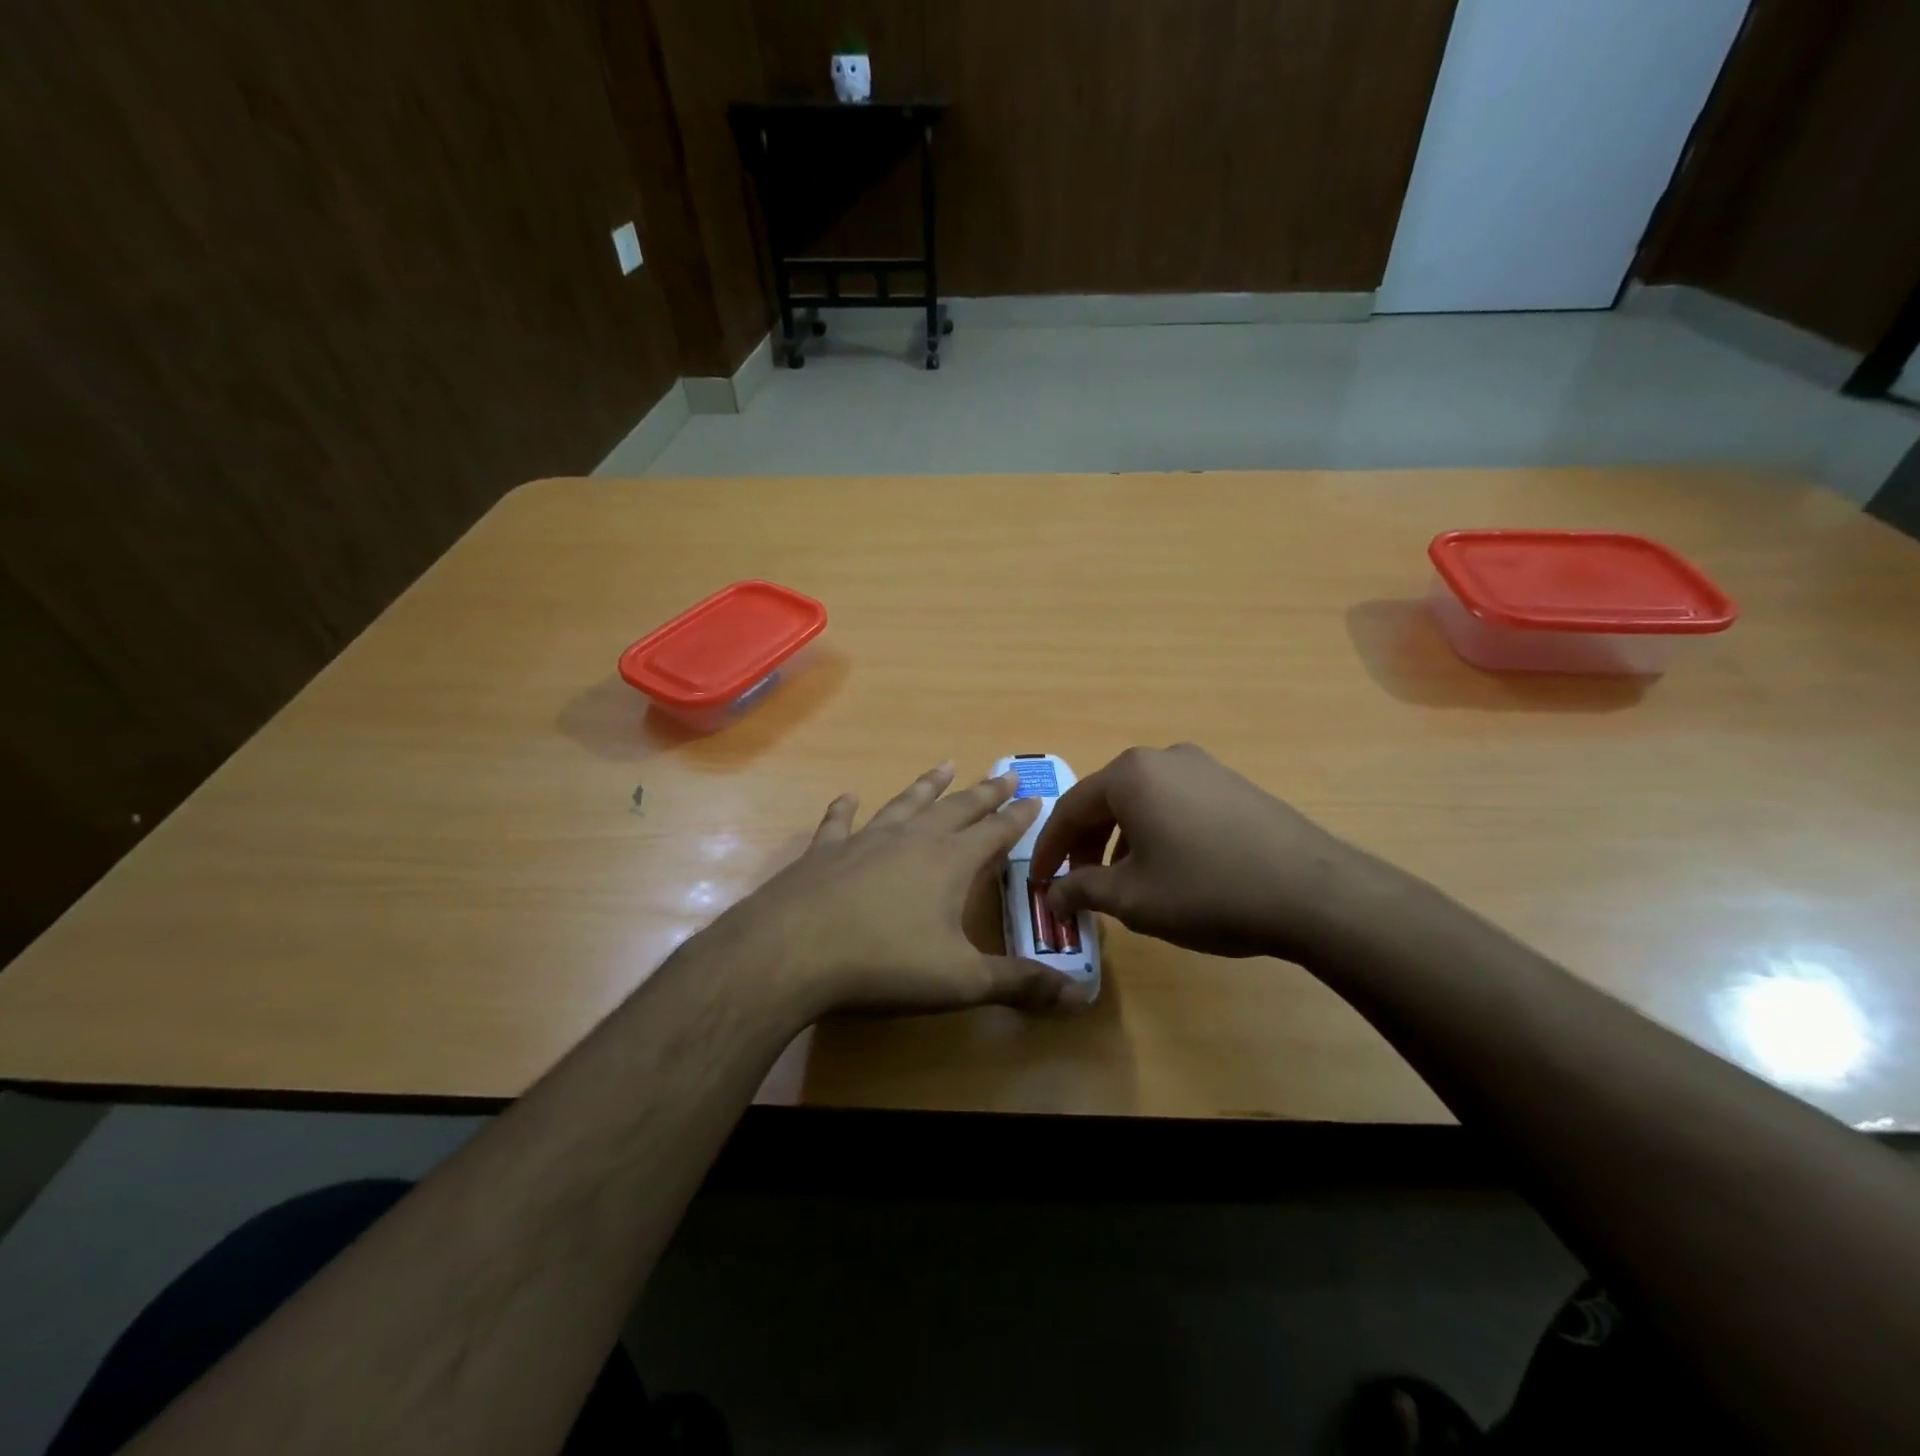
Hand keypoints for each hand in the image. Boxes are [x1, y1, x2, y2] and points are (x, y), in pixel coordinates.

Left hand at [707, 764, 1092, 1016]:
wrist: (792, 951)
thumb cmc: (884, 964)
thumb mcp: (961, 981)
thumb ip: (1018, 984)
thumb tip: (1078, 998)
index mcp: (949, 863)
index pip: (995, 832)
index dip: (1017, 817)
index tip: (1035, 797)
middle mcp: (912, 840)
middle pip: (957, 809)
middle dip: (984, 793)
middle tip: (1004, 774)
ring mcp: (865, 841)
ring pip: (906, 804)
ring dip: (927, 786)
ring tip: (945, 765)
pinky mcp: (824, 852)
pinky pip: (840, 822)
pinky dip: (846, 808)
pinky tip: (848, 796)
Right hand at [1030, 743, 1387, 962]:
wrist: (1312, 893)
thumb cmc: (1206, 890)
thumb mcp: (1133, 898)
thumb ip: (1082, 890)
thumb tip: (1053, 895)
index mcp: (1129, 774)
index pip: (1070, 809)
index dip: (1049, 850)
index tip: (1039, 883)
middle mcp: (1163, 758)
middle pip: (1106, 801)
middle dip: (1086, 845)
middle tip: (1079, 884)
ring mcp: (1203, 767)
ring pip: (1142, 802)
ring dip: (1121, 840)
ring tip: (1124, 882)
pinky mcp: (1233, 785)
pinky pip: (1176, 804)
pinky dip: (1156, 833)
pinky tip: (1169, 868)